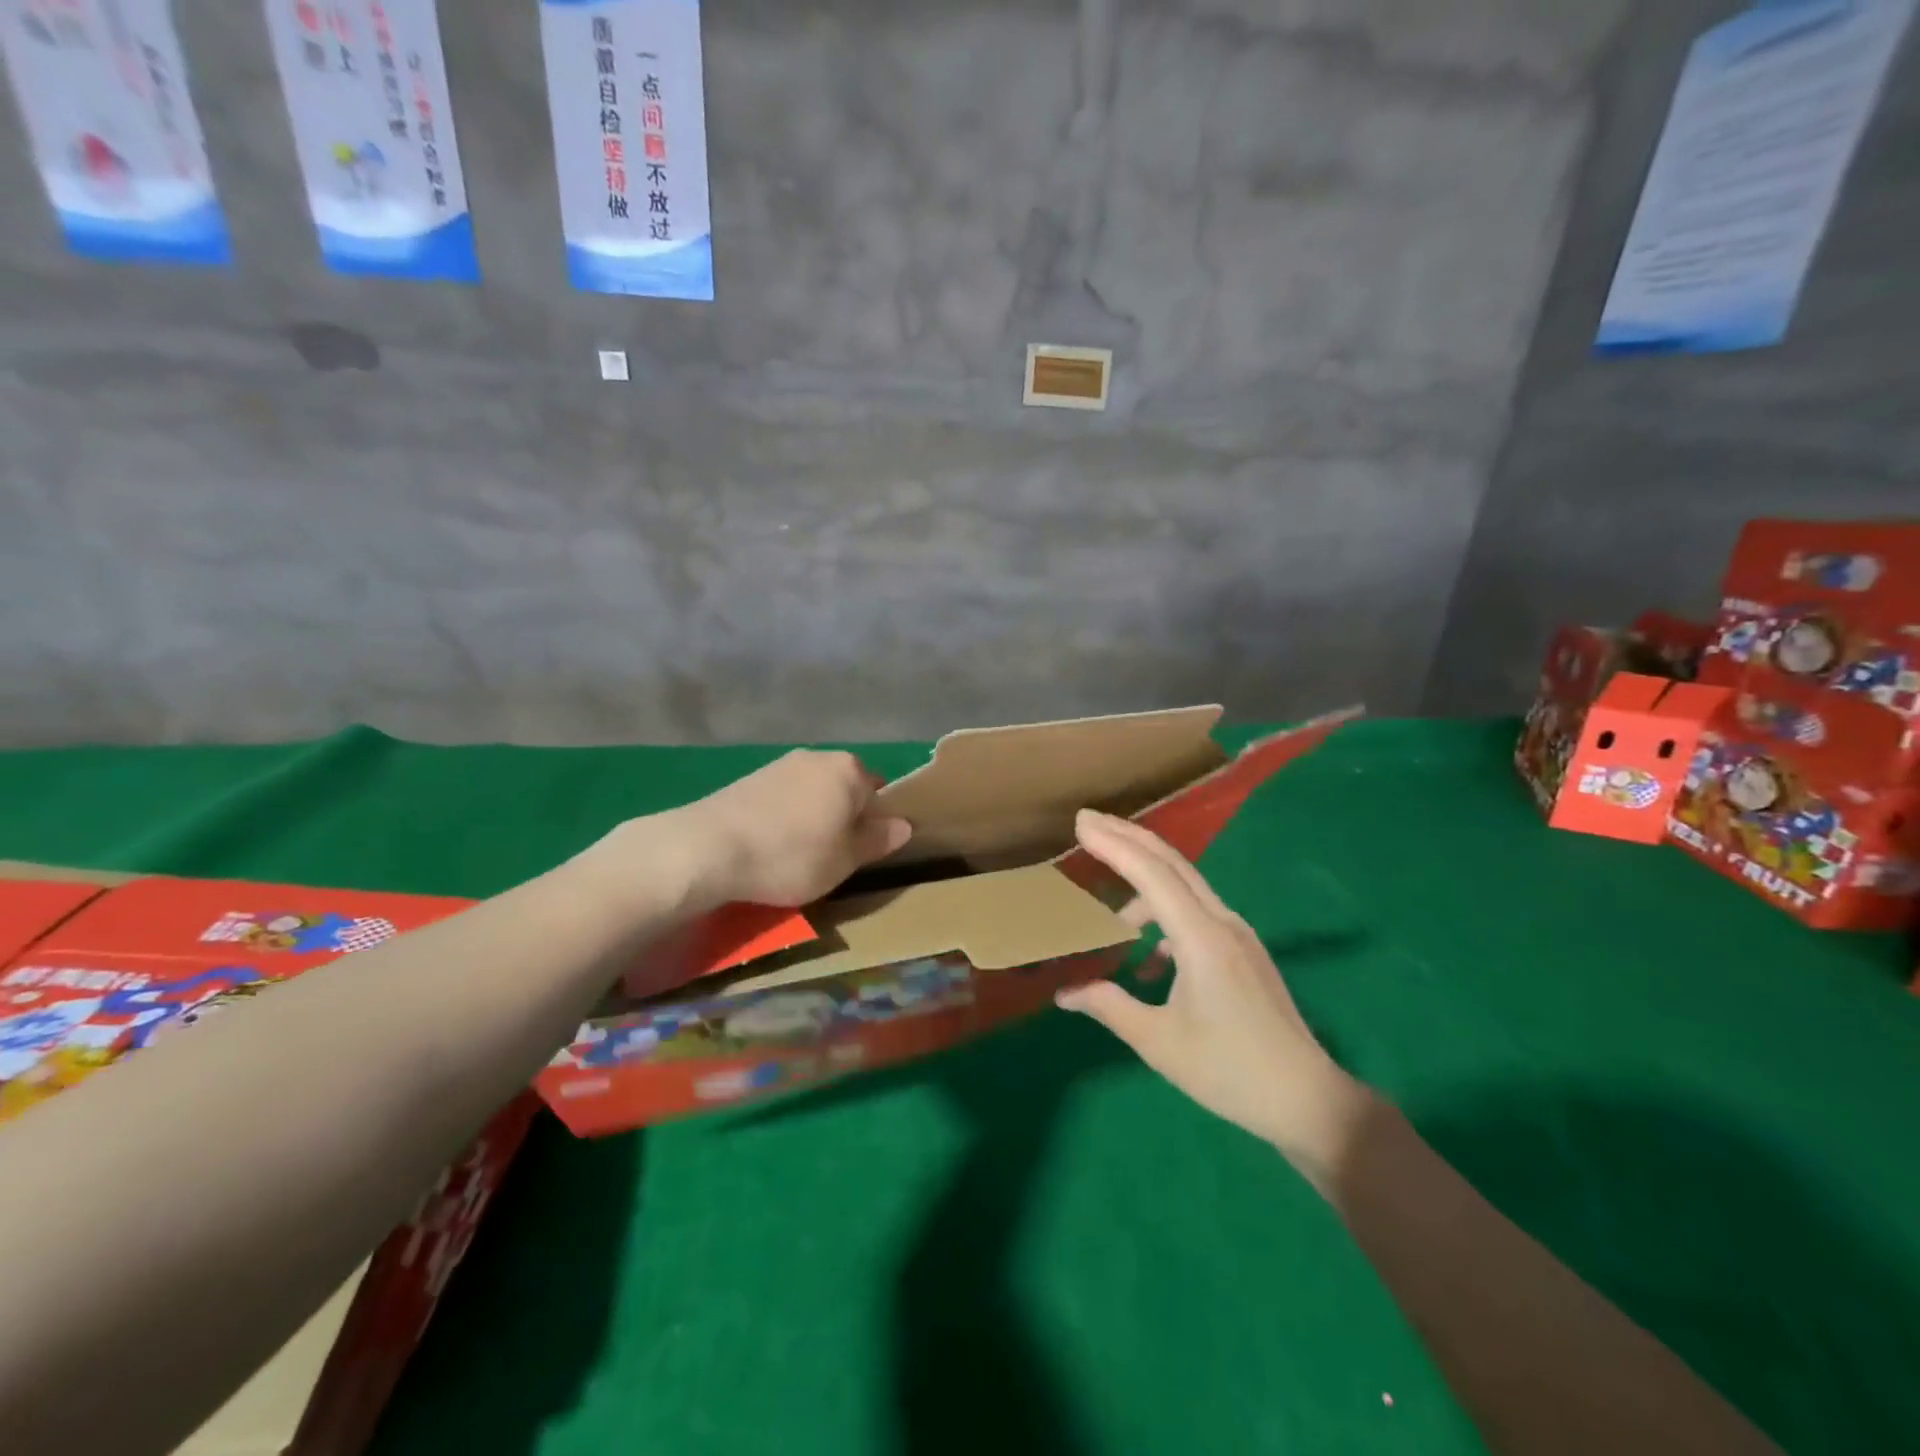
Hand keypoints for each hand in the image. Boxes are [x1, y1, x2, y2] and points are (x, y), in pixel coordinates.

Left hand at [657, 750, 911, 910]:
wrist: (708, 848)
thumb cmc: (791, 855)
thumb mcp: (844, 860)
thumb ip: (877, 840)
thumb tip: (904, 825)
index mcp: (849, 770)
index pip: (879, 793)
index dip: (876, 824)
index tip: (862, 853)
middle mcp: (818, 757)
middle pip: (845, 789)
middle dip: (844, 817)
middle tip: (833, 856)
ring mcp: (781, 765)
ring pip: (813, 793)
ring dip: (813, 818)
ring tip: (798, 855)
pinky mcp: (749, 779)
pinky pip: (783, 798)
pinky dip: (784, 818)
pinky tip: (770, 845)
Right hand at [1055, 811, 1372, 1182]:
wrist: (1306, 1099)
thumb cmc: (1228, 1071)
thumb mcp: (1158, 1041)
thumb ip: (1108, 1005)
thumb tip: (1064, 993)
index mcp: (1202, 938)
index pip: (1152, 874)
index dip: (1114, 845)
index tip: (1081, 823)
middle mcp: (1222, 922)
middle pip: (1171, 863)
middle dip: (1128, 838)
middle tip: (1088, 822)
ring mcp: (1237, 933)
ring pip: (1184, 886)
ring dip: (1143, 882)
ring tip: (1107, 913)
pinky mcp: (1242, 949)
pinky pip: (1196, 913)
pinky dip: (1163, 917)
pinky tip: (1146, 960)